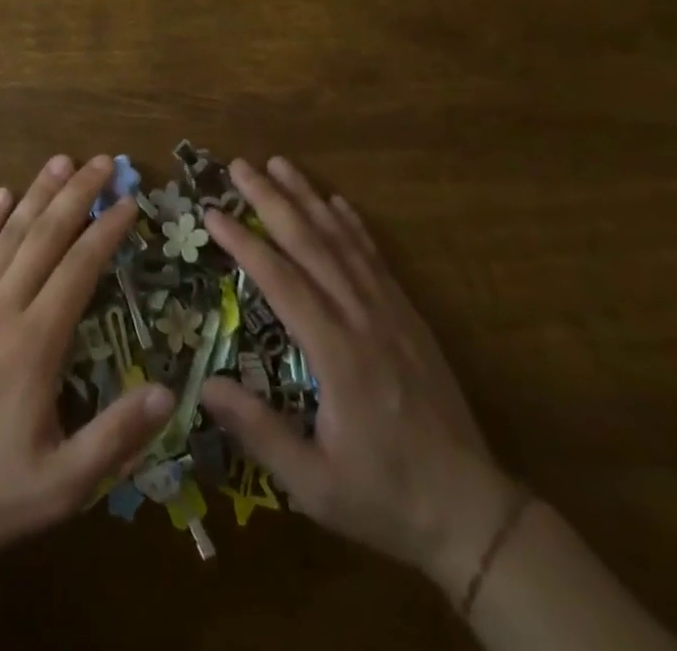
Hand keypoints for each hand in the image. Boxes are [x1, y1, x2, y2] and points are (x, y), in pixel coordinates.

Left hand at [0, 155, 174, 555]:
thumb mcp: (63, 484)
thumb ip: (116, 438)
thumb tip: (167, 393)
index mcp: (35, 344)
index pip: (79, 269)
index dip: (106, 231)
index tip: (129, 202)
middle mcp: (1, 308)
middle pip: (45, 236)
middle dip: (77, 195)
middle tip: (102, 162)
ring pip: (8, 235)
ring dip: (36, 194)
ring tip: (60, 161)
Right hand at [199, 157, 516, 596]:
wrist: (472, 513)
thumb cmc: (385, 497)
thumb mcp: (314, 485)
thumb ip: (259, 432)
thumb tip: (204, 385)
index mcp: (337, 354)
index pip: (281, 281)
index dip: (243, 242)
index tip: (213, 212)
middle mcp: (362, 319)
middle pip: (311, 244)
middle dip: (272, 200)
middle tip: (240, 165)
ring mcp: (391, 312)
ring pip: (343, 241)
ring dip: (308, 198)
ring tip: (280, 164)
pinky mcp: (409, 316)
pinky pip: (376, 258)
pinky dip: (353, 224)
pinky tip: (336, 201)